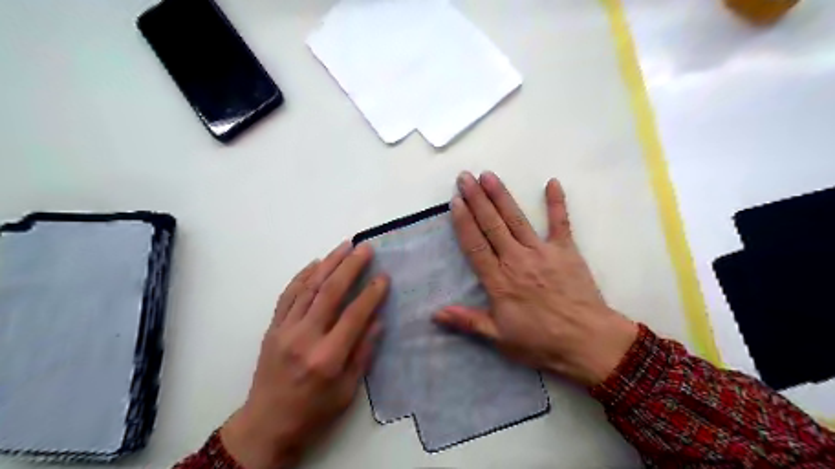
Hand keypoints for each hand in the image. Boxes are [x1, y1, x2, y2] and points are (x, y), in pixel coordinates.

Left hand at [218, 242, 388, 467]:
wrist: (266, 425)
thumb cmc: (313, 412)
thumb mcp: (347, 390)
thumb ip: (363, 353)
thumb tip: (378, 320)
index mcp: (327, 358)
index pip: (354, 315)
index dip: (371, 293)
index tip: (384, 276)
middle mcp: (304, 338)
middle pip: (330, 292)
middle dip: (350, 266)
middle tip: (364, 248)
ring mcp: (285, 330)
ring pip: (308, 287)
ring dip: (328, 263)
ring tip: (344, 246)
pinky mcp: (272, 328)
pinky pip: (288, 295)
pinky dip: (302, 276)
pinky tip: (315, 263)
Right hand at [434, 170, 635, 384]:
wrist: (587, 342)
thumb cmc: (541, 341)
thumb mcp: (500, 337)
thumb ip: (468, 321)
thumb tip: (435, 313)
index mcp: (499, 280)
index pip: (475, 245)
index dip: (464, 222)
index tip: (455, 201)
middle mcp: (516, 259)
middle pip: (492, 225)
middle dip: (476, 199)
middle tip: (465, 177)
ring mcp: (542, 252)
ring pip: (516, 219)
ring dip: (501, 196)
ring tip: (488, 175)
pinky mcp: (566, 251)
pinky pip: (561, 223)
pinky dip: (557, 203)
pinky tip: (553, 182)